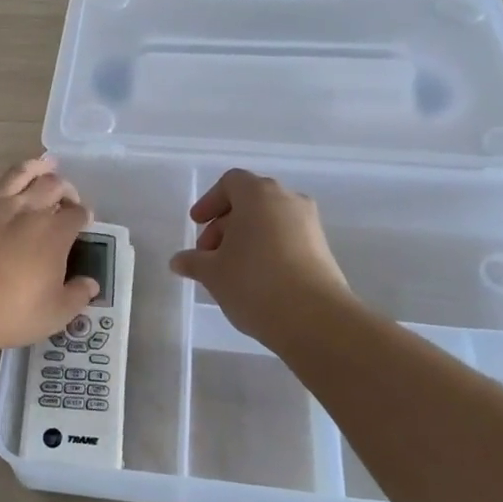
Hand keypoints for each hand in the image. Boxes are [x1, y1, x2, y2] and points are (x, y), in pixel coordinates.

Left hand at [0, 158, 98, 348]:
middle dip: (64, 187)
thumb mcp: (56, 313)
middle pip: (51, 186)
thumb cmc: (12, 314)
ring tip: (43, 163)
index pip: (77, 214)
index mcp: (54, 233)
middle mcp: (26, 210)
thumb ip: (77, 295)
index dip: (84, 214)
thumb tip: (91, 284)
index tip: (85, 220)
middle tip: (66, 194)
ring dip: (32, 167)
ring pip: (16, 175)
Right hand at [170, 169, 355, 346]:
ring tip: (230, 270)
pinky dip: (268, 250)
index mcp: (258, 194)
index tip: (196, 224)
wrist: (314, 319)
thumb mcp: (212, 273)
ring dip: (246, 238)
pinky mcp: (323, 250)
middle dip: (225, 224)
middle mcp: (288, 200)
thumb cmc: (254, 282)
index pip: (231, 182)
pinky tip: (255, 281)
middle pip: (250, 201)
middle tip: (208, 253)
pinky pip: (287, 239)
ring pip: (270, 221)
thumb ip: (193, 261)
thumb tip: (179, 261)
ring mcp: (310, 224)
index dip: (210, 201)